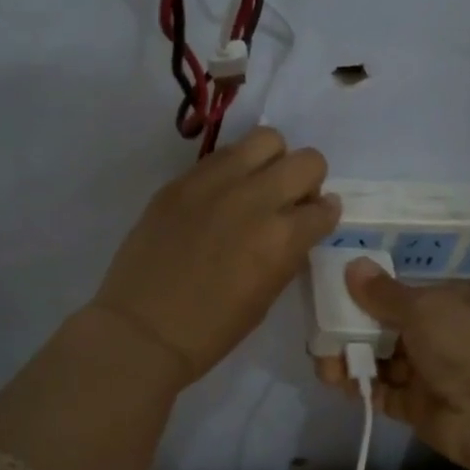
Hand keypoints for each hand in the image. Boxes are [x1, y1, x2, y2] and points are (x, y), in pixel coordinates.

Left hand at [91, 128, 339, 385]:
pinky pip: (222, 155)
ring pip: (266, 139)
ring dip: (272, 162)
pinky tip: (220, 195)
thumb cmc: (213, 329)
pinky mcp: (182, 180)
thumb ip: (290, 251)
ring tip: (256, 186)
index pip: (326, 207)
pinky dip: (233, 169)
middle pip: (307, 161)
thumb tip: (302, 224)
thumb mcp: (268, 294)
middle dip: (307, 181)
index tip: (313, 222)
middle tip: (289, 201)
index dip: (323, 216)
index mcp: (282, 238)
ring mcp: (216, 183)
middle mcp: (256, 199)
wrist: (143, 329)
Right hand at [317, 257, 469, 469]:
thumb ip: (382, 293)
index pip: (399, 295)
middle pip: (384, 329)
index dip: (365, 296)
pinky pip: (382, 392)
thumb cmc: (463, 343)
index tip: (332, 299)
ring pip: (379, 361)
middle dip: (351, 332)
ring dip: (351, 360)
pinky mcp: (416, 406)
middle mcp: (438, 334)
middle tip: (320, 337)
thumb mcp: (422, 308)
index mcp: (447, 302)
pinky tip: (341, 384)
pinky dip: (362, 388)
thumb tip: (353, 264)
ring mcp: (427, 372)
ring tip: (326, 366)